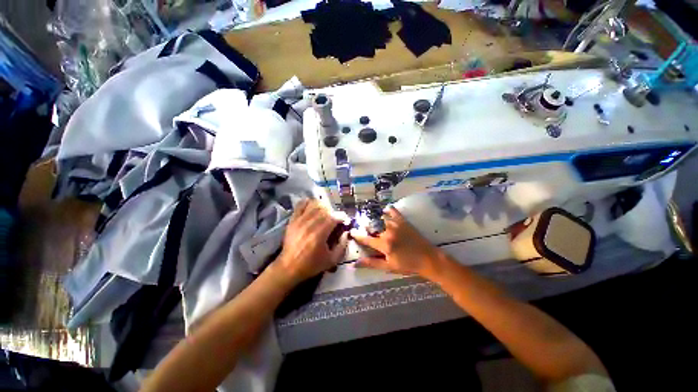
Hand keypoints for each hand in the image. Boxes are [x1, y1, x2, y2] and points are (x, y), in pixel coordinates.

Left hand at [273, 199, 347, 286]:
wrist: (289, 267)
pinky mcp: (293, 219)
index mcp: (320, 234)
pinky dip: (308, 203)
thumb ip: (342, 246)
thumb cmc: (311, 265)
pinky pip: (301, 204)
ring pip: (314, 204)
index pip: (334, 217)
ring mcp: (300, 220)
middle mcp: (310, 224)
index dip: (342, 217)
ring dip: (323, 207)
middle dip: (333, 212)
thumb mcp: (332, 260)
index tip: (345, 221)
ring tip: (325, 214)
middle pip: (325, 209)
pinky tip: (313, 208)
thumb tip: (346, 232)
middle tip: (335, 219)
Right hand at [351, 206, 444, 278]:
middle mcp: (387, 232)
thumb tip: (355, 263)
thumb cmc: (407, 265)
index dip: (358, 235)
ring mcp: (396, 225)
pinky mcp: (403, 221)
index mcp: (383, 244)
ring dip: (375, 219)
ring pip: (380, 219)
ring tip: (372, 220)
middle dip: (366, 228)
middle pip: (372, 227)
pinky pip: (394, 212)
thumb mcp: (389, 266)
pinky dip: (388, 210)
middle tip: (364, 228)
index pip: (366, 239)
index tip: (351, 231)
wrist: (428, 259)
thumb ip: (372, 263)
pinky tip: (385, 210)